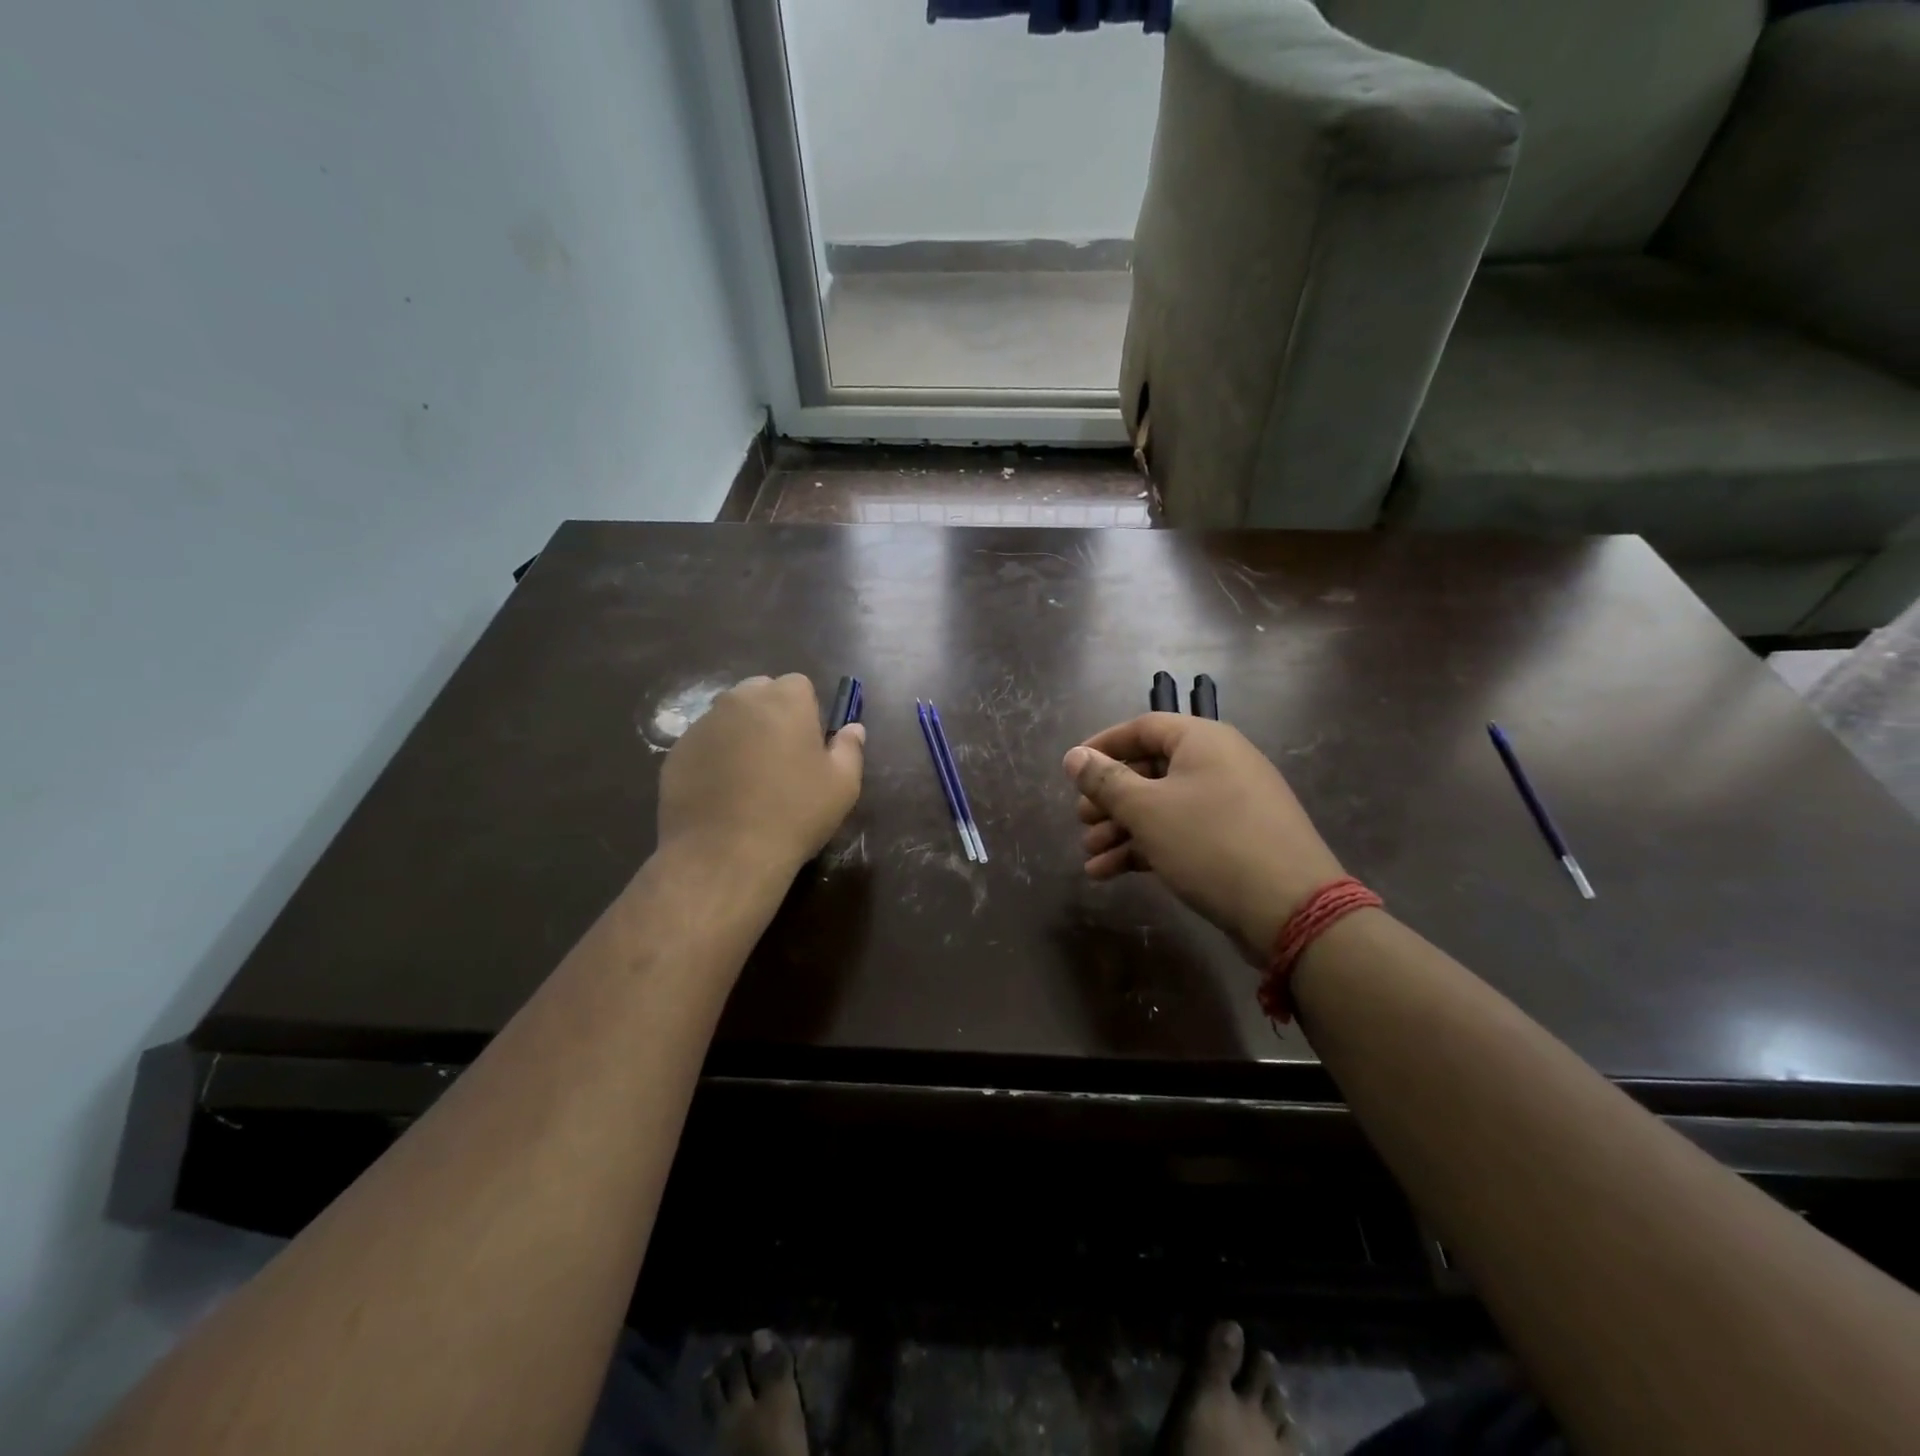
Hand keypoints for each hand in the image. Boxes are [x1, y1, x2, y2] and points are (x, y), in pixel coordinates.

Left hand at [659, 674, 864, 878]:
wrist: (724, 854)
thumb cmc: (794, 813)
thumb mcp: (842, 785)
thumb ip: (849, 748)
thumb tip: (853, 729)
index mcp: (784, 700)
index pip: (799, 685)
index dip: (807, 711)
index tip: (810, 744)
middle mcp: (739, 700)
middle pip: (760, 693)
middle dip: (772, 715)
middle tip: (781, 758)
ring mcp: (703, 724)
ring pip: (729, 717)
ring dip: (742, 735)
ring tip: (749, 779)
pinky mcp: (676, 752)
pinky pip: (704, 744)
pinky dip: (714, 758)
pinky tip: (722, 794)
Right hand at [1063, 714, 1343, 958]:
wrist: (1291, 908)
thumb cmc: (1210, 843)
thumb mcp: (1147, 809)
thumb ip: (1106, 780)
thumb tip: (1073, 755)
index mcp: (1203, 741)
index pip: (1143, 727)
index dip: (1103, 745)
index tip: (1072, 769)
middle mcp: (1219, 763)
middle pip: (1150, 770)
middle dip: (1109, 798)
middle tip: (1080, 820)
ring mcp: (1229, 804)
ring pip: (1162, 807)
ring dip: (1122, 829)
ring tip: (1090, 857)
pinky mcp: (1233, 841)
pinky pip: (1180, 832)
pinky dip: (1146, 847)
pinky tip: (1110, 873)